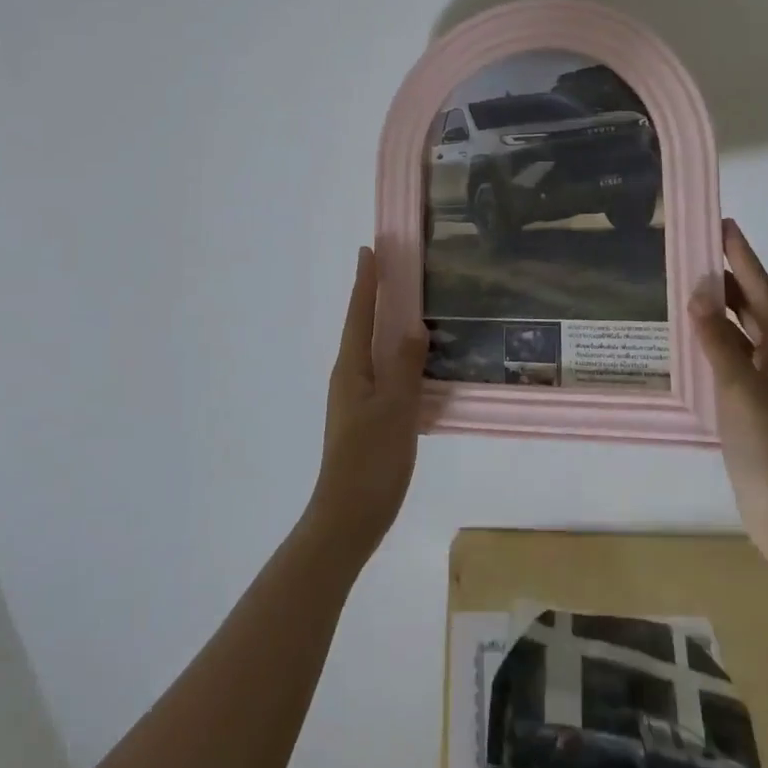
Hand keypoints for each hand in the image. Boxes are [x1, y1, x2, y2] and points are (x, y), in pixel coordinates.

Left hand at [301, 246, 427, 566]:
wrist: (348, 518)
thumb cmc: (370, 460)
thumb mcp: (395, 409)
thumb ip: (405, 366)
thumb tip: (413, 326)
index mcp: (351, 368)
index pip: (359, 313)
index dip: (366, 281)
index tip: (370, 249)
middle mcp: (349, 376)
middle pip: (363, 326)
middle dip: (376, 296)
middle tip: (396, 270)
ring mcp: (356, 398)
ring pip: (374, 351)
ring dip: (388, 326)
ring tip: (411, 308)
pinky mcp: (368, 417)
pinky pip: (385, 373)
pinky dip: (398, 357)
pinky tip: (419, 363)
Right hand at [691, 219, 767, 574]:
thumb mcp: (740, 389)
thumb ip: (717, 339)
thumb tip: (699, 291)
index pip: (762, 292)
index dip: (743, 257)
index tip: (724, 224)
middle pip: (755, 308)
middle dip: (729, 278)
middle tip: (696, 249)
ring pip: (744, 333)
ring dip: (720, 309)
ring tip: (690, 283)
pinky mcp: (759, 403)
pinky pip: (735, 357)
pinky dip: (716, 341)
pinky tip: (694, 336)